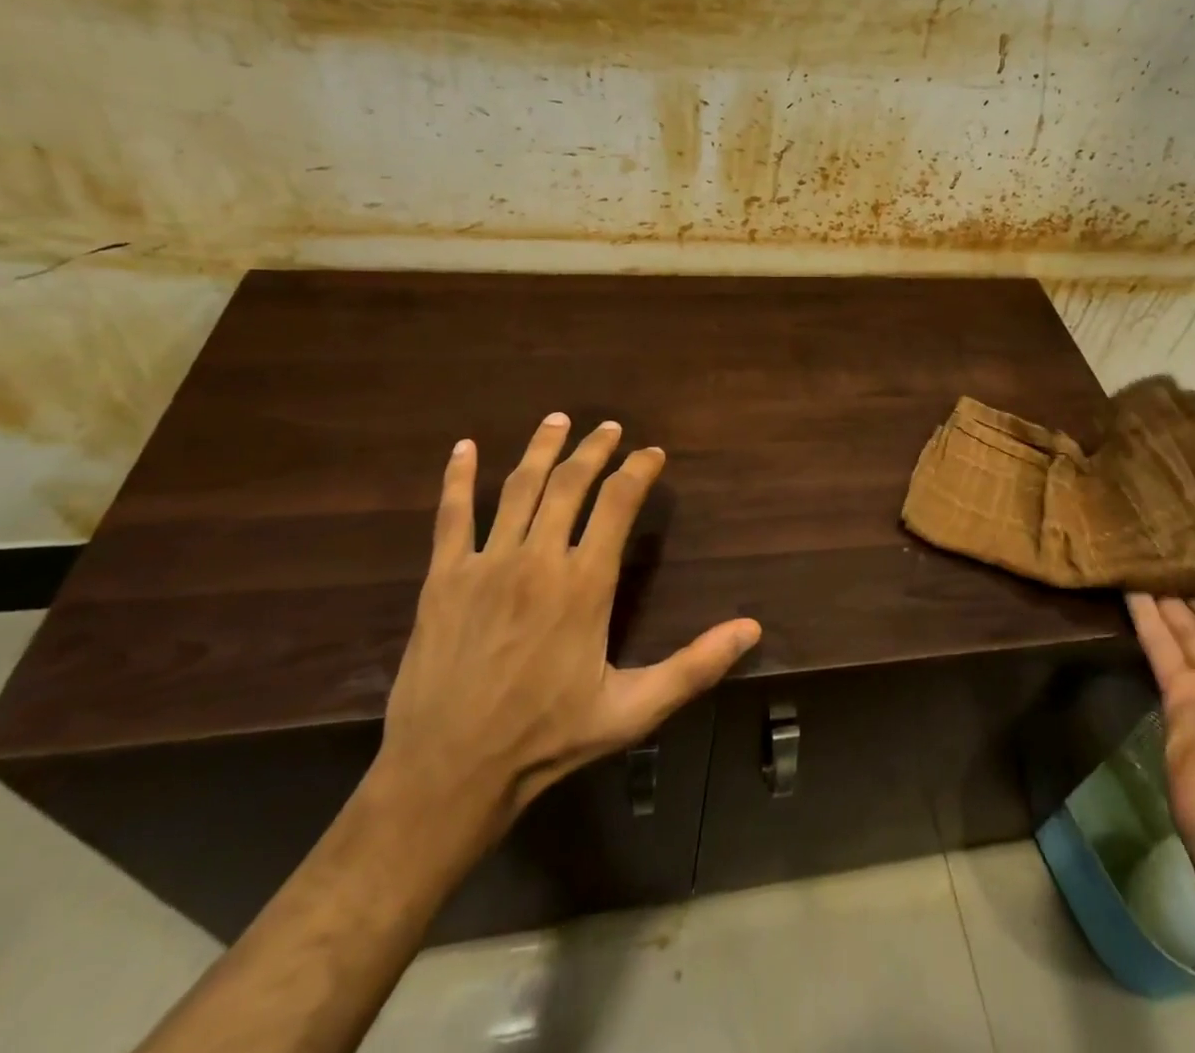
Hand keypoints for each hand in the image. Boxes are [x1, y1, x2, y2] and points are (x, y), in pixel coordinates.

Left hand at [369, 415, 761, 856]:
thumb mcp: (633, 709)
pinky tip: (463, 448)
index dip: (639, 470)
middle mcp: (537, 560)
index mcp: (584, 584)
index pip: (618, 503)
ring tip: (557, 420)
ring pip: (517, 488)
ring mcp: (485, 564)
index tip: (652, 453)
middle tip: (610, 427)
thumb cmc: (547, 740)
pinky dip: (456, 478)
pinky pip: (451, 516)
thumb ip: (695, 665)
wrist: (447, 775)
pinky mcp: (442, 579)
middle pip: (569, 484)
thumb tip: (752, 629)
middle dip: (594, 450)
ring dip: (541, 449)